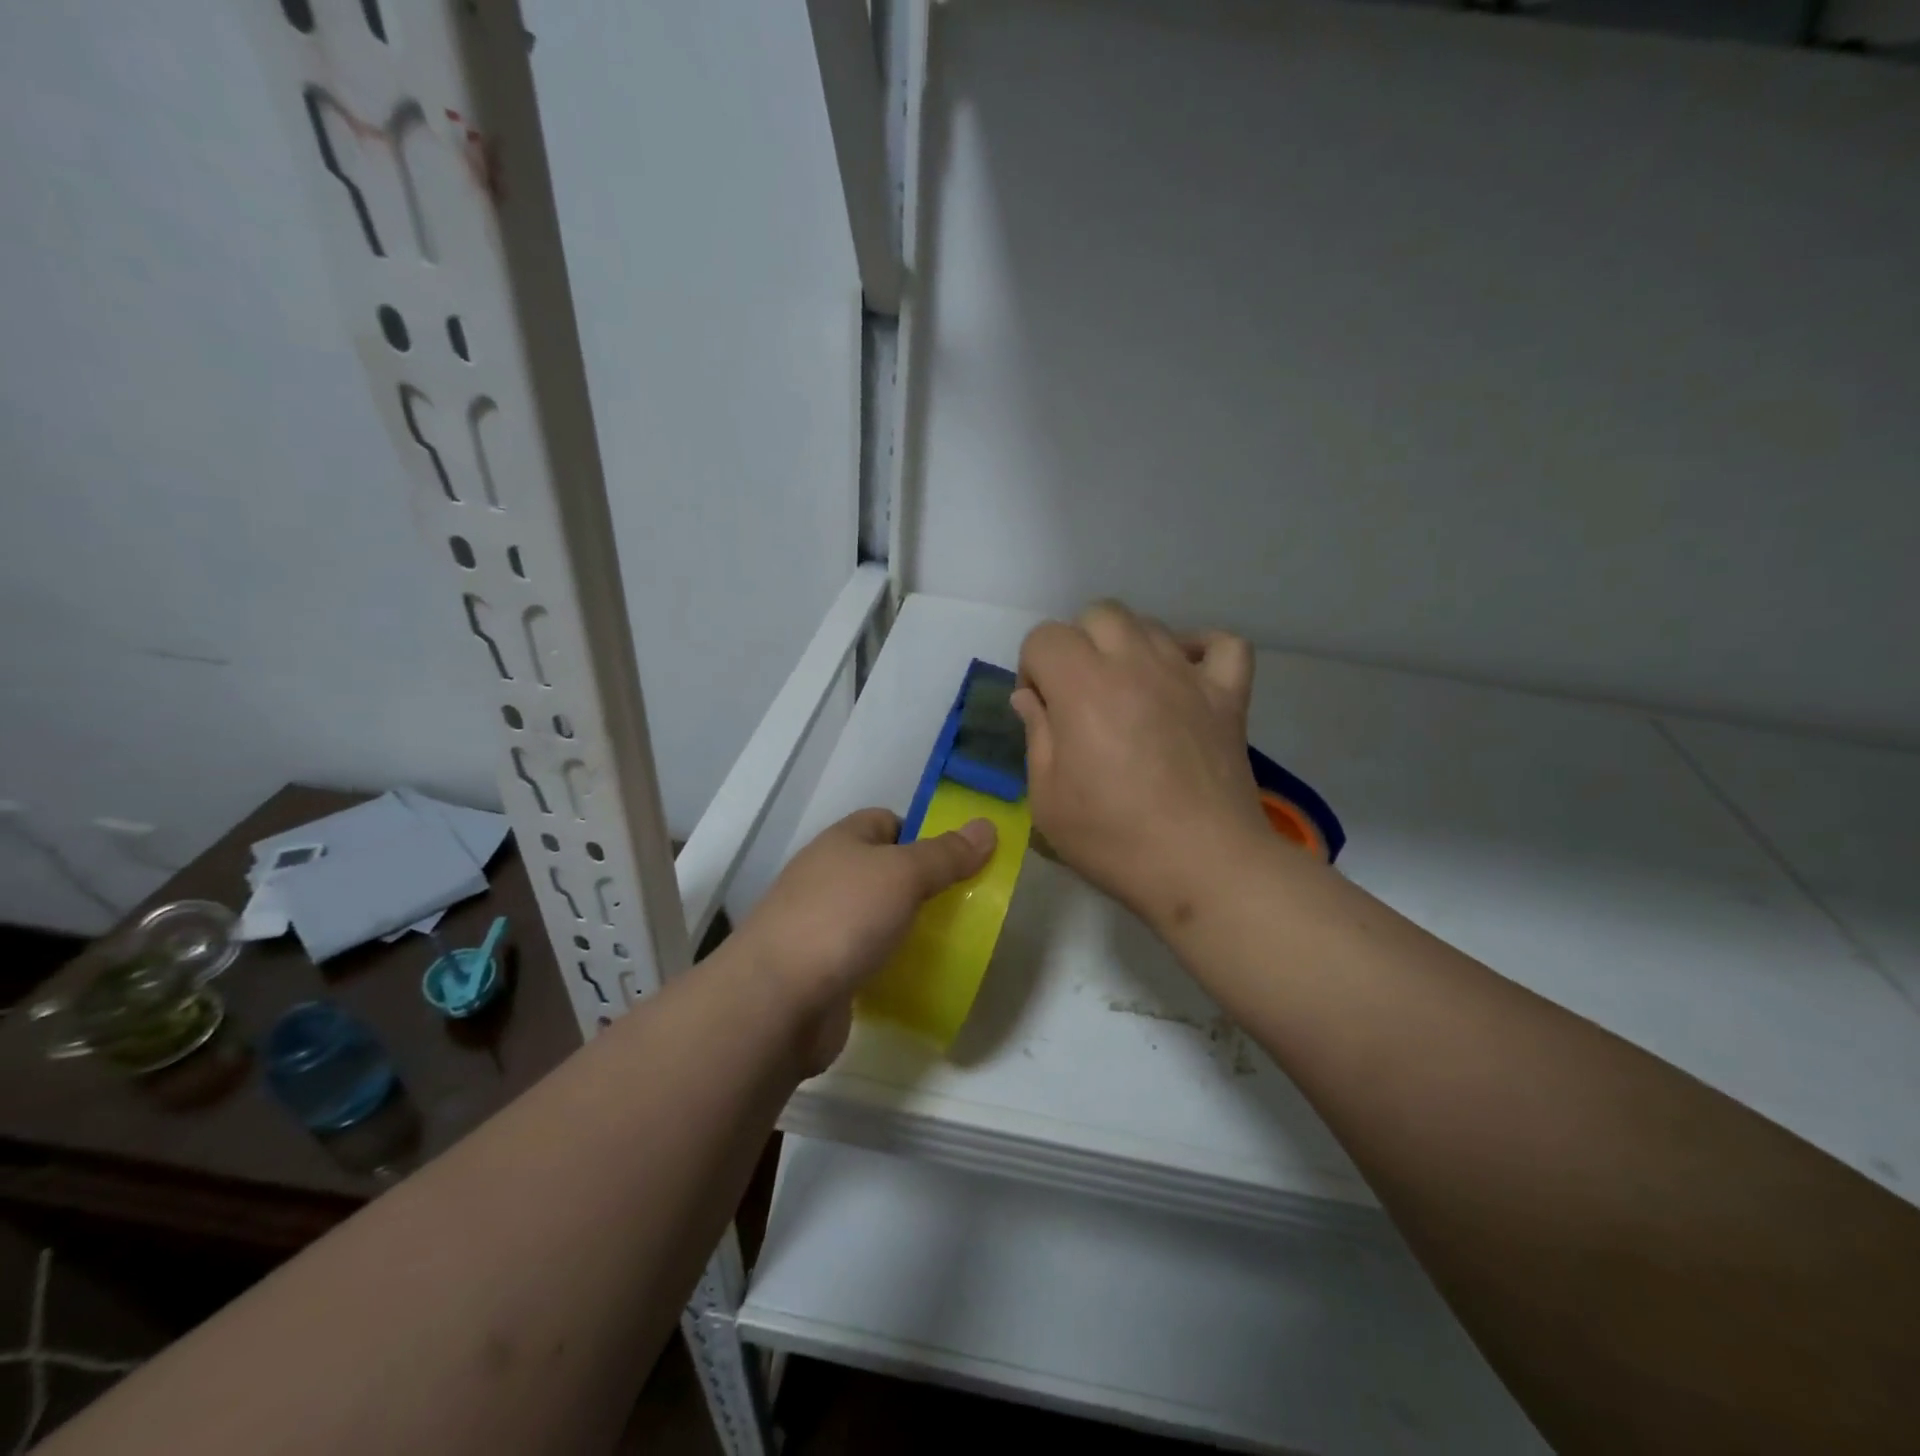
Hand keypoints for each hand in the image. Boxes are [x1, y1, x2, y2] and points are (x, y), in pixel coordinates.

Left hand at [734, 808, 995, 1070]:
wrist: (776, 1001)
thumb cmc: (842, 919)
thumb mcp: (903, 875)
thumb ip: (946, 854)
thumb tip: (987, 827)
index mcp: (842, 842)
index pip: (887, 821)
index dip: (923, 832)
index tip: (958, 858)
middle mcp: (827, 878)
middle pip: (884, 870)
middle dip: (923, 884)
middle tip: (965, 902)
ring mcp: (821, 926)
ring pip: (877, 916)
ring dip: (908, 926)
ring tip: (950, 940)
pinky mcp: (822, 971)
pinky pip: (866, 957)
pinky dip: (890, 963)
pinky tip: (917, 976)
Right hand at [1012, 601, 1271, 932]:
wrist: (1201, 866)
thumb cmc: (1112, 839)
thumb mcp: (1047, 798)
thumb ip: (1035, 735)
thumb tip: (1030, 697)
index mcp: (1083, 687)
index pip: (1045, 637)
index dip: (1032, 668)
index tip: (1042, 712)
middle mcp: (1135, 664)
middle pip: (1098, 614)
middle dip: (1077, 646)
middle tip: (1080, 698)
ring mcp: (1188, 675)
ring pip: (1151, 624)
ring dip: (1127, 648)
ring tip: (1127, 694)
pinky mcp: (1228, 696)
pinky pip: (1223, 644)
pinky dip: (1201, 649)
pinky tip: (1184, 675)